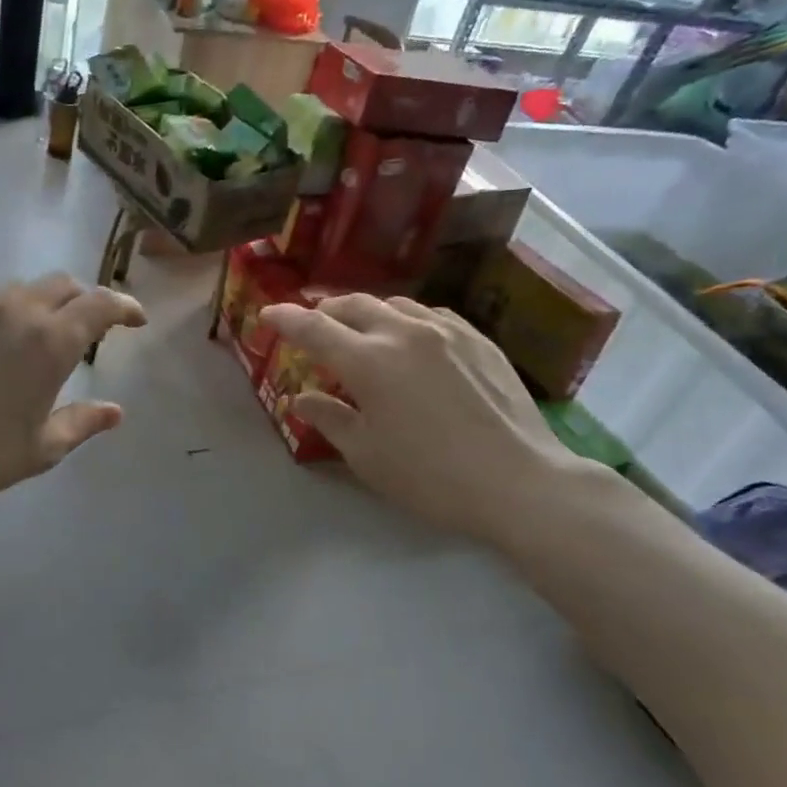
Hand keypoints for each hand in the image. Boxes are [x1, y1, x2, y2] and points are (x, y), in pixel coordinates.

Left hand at [0, 273, 146, 520]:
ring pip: (22, 289)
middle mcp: (16, 312)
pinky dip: (5, 315)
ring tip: (41, 336)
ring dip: (44, 303)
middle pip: (63, 284)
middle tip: (91, 328)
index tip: (136, 320)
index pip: (101, 304)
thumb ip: (83, 423)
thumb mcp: (42, 448)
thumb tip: (115, 412)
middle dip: (85, 299)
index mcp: (51, 341)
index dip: (125, 306)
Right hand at [260, 293, 590, 545]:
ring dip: (366, 312)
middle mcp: (403, 332)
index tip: (267, 315)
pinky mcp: (478, 340)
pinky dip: (405, 320)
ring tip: (359, 331)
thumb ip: (328, 417)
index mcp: (368, 360)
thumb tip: (299, 398)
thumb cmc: (429, 475)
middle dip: (324, 311)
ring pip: (393, 305)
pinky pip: (430, 315)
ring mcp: (446, 331)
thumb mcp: (365, 454)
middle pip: (352, 305)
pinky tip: (410, 339)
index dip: (285, 318)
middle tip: (312, 326)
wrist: (518, 481)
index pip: (313, 327)